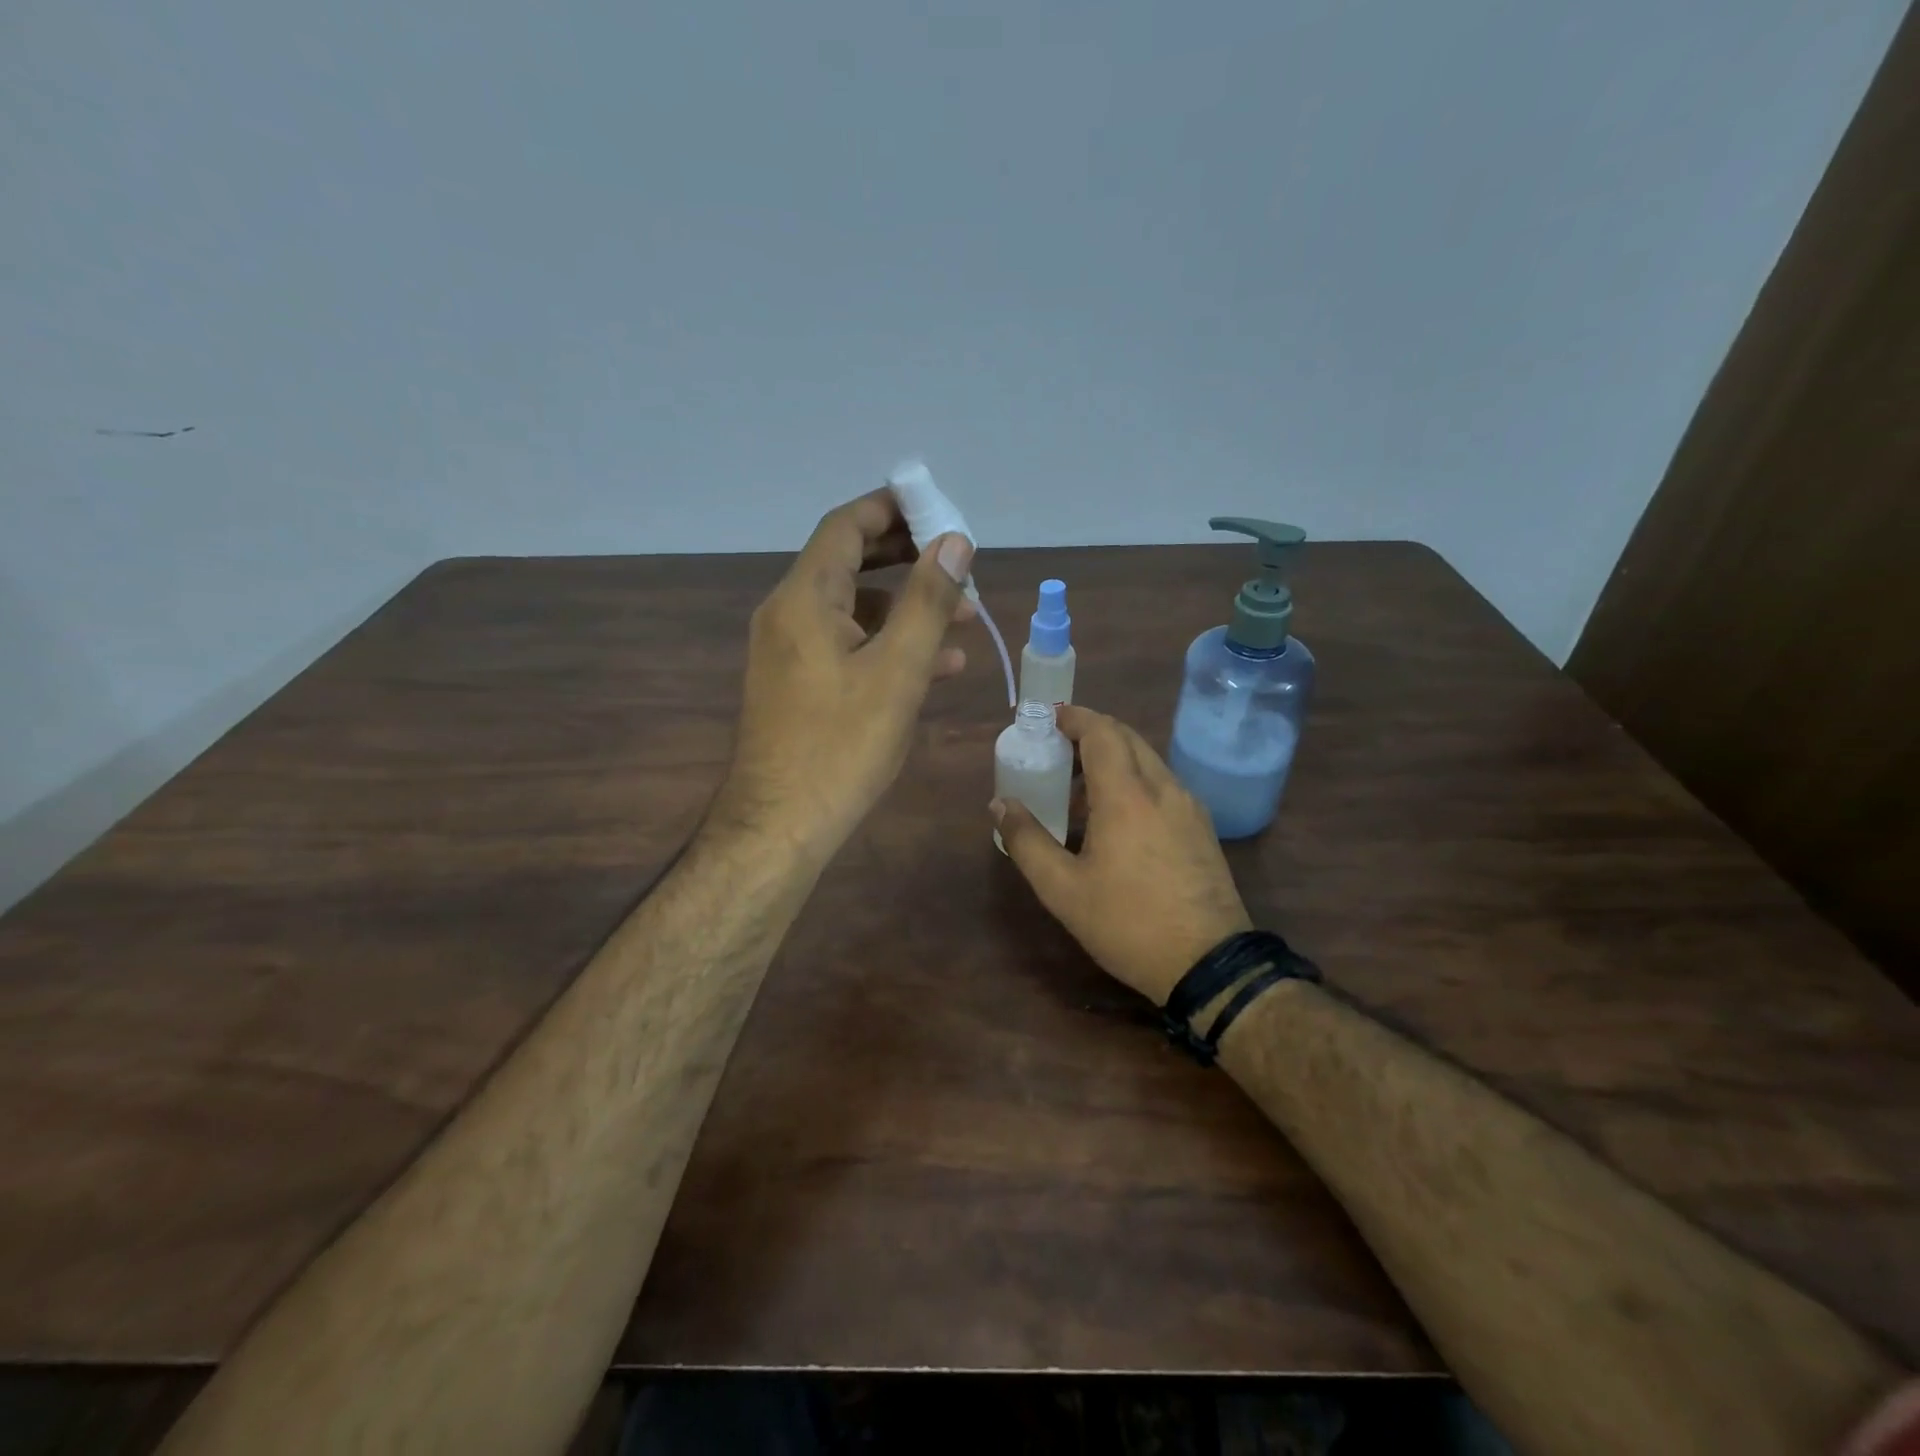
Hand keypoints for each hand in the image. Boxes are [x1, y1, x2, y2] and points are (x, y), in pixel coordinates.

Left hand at [710, 489, 973, 864]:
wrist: (780, 825)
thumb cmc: (841, 746)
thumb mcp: (897, 670)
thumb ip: (928, 601)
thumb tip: (955, 542)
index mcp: (805, 598)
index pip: (846, 527)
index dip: (892, 509)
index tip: (938, 508)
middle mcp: (789, 614)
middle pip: (850, 563)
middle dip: (908, 558)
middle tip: (958, 560)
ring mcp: (790, 651)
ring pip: (855, 609)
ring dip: (907, 607)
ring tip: (966, 619)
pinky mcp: (798, 684)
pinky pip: (847, 646)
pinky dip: (888, 644)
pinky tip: (935, 665)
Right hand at [993, 705, 1251, 1005]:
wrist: (1209, 963)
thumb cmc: (1127, 923)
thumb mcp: (1062, 889)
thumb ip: (1026, 840)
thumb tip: (1000, 803)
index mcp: (1126, 795)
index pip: (1101, 732)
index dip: (1073, 717)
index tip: (1048, 717)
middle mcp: (1162, 788)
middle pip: (1127, 737)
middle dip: (1091, 732)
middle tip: (1057, 748)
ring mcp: (1189, 806)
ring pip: (1148, 759)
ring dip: (1114, 756)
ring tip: (1080, 786)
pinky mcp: (1202, 827)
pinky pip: (1163, 783)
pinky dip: (1135, 778)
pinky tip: (1118, 815)